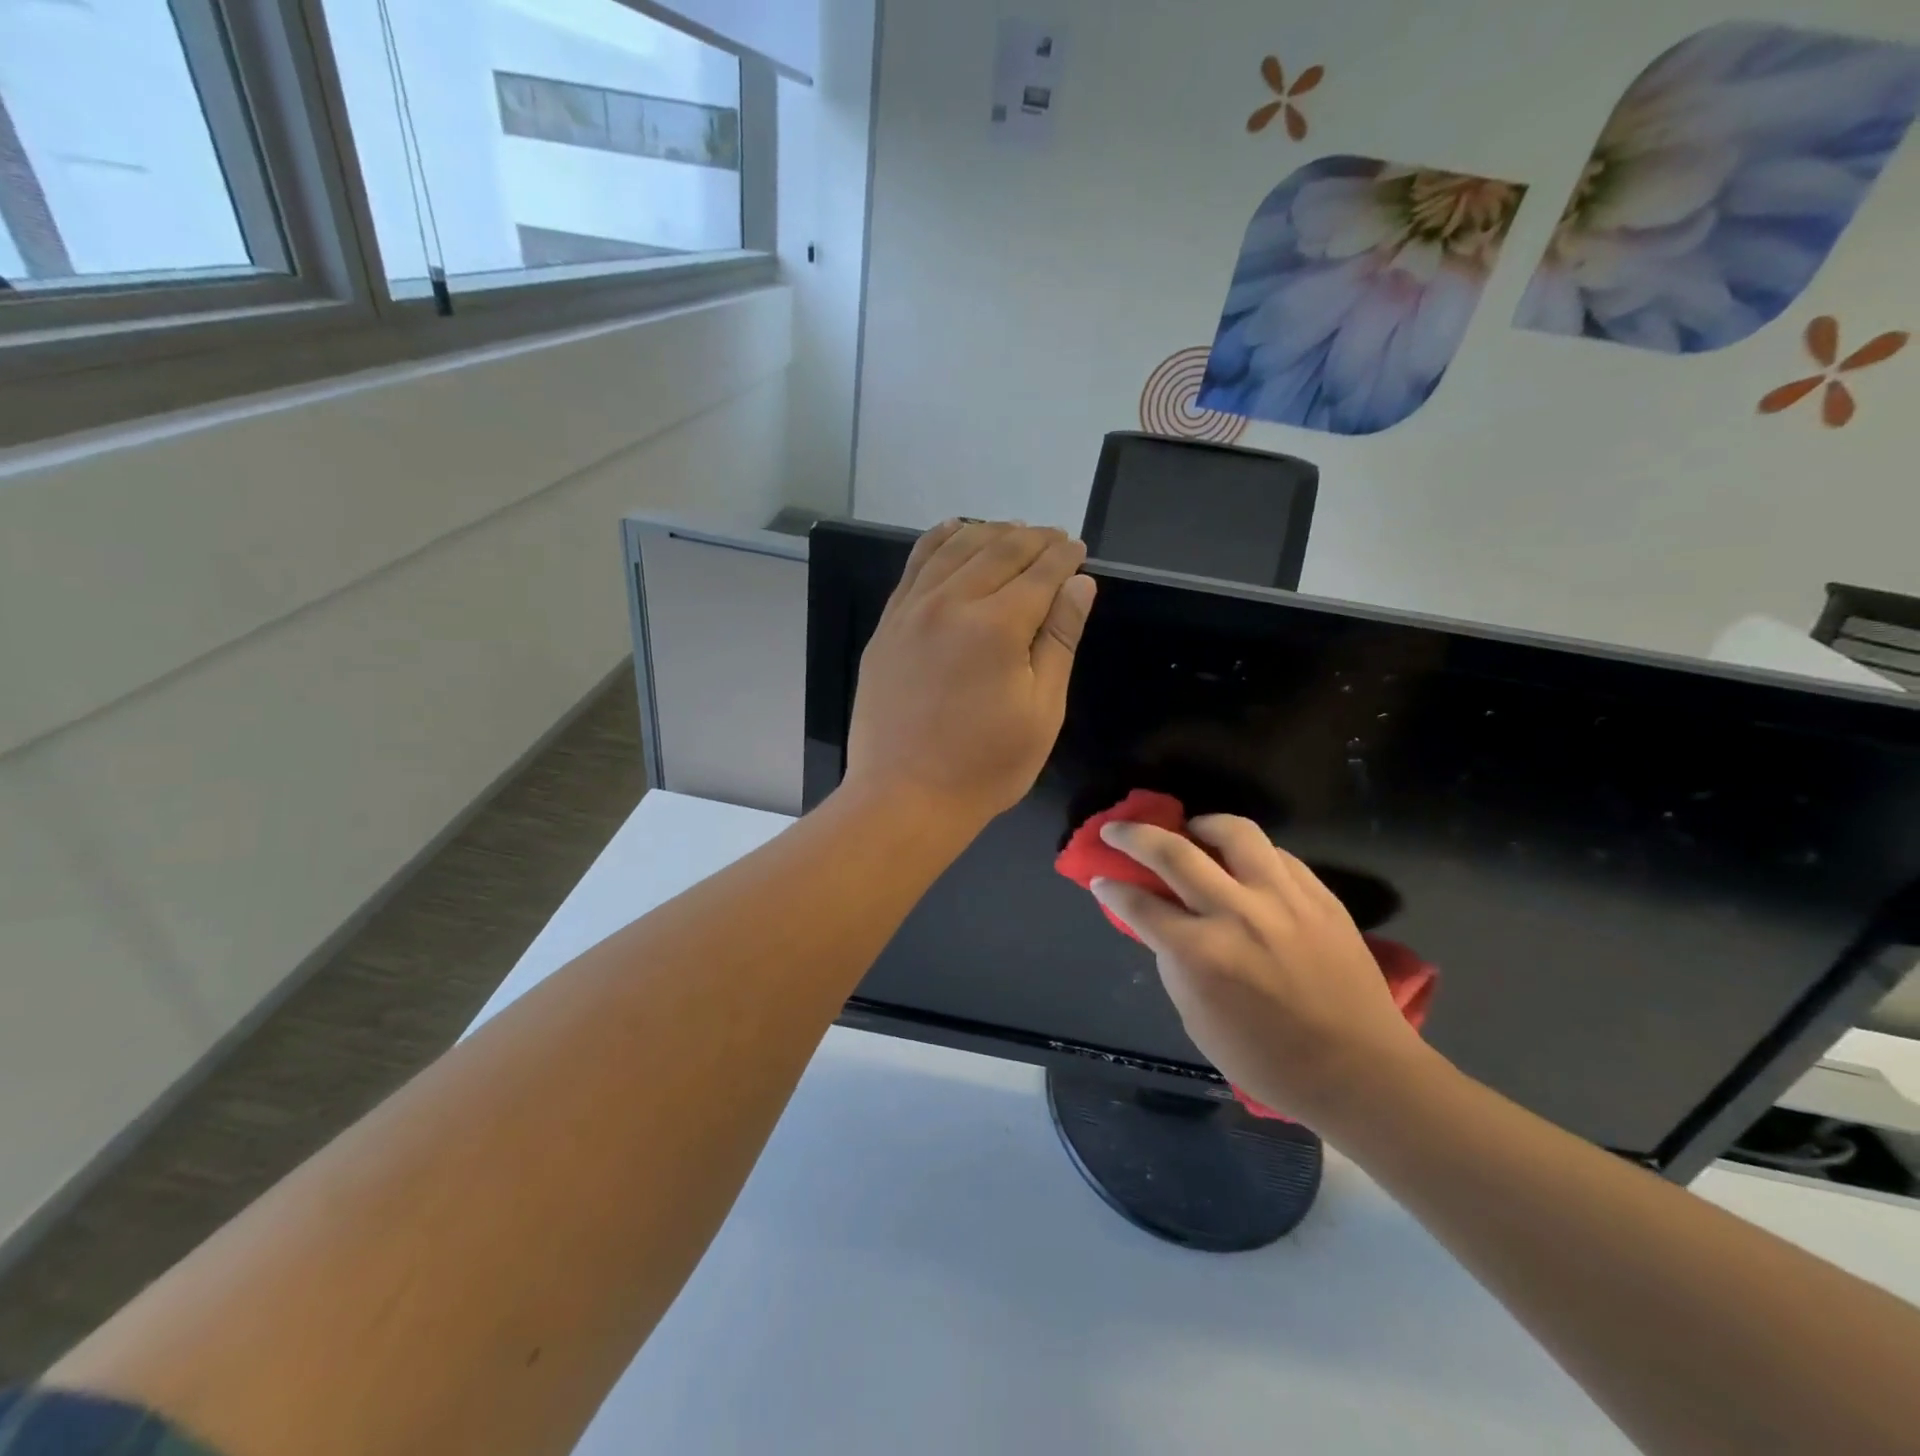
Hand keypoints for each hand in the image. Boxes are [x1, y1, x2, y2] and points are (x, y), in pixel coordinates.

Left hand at [845, 520, 1096, 832]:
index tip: (1078, 549)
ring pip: (954, 549)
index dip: (1064, 556)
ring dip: (990, 532)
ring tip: (1013, 531)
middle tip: (1054, 538)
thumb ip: (1059, 640)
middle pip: (999, 550)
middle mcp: (951, 603)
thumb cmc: (985, 766)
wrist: (903, 796)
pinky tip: (954, 531)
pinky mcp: (888, 625)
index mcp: (997, 626)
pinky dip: (939, 541)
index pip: (1040, 572)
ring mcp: (911, 611)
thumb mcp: (1041, 711)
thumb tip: (1079, 584)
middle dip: (1033, 539)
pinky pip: (914, 566)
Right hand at [1091, 816, 1423, 1123]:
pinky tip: (1241, 863)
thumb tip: (1159, 922)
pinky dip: (1247, 851)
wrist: (1359, 1071)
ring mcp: (1282, 898)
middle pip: (1172, 852)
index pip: (1139, 904)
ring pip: (1232, 832)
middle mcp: (1236, 913)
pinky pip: (1275, 853)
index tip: (1100, 878)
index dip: (1111, 887)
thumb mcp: (1197, 1019)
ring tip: (1190, 831)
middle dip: (1132, 836)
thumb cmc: (1267, 1059)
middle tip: (1116, 830)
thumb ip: (1173, 962)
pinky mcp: (1318, 895)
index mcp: (1200, 953)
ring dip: (1199, 825)